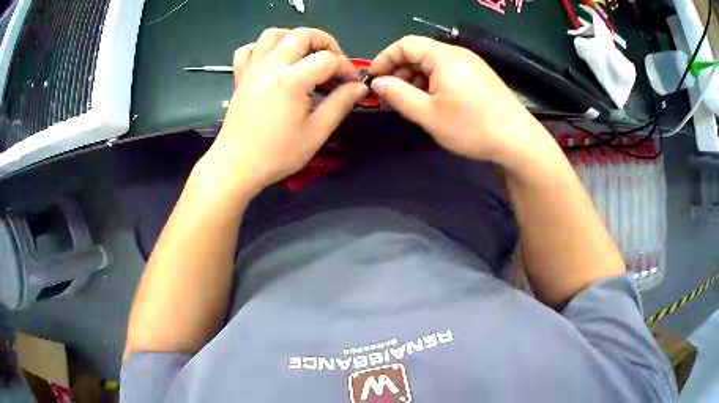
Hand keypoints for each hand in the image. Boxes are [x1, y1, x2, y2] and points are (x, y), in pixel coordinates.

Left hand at [198, 28, 368, 197]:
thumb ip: (340, 104)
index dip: (346, 68)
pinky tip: (273, 62)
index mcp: (291, 80)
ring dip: (294, 38)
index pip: (328, 59)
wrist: (236, 166)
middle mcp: (270, 66)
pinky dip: (263, 48)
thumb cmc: (277, 154)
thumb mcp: (316, 132)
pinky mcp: (240, 77)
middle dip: (326, 43)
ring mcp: (252, 69)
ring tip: (305, 55)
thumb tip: (359, 87)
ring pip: (273, 34)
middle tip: (334, 63)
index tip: (352, 84)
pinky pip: (249, 49)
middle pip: (302, 35)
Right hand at [369, 35, 551, 167]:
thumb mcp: (428, 114)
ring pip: (434, 65)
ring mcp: (472, 65)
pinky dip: (433, 84)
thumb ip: (398, 95)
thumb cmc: (471, 126)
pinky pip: (449, 73)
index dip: (385, 58)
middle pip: (420, 53)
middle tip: (391, 96)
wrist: (517, 141)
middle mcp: (458, 54)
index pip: (405, 44)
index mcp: (444, 56)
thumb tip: (378, 83)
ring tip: (410, 103)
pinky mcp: (480, 78)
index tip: (374, 79)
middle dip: (400, 71)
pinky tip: (432, 103)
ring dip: (416, 80)